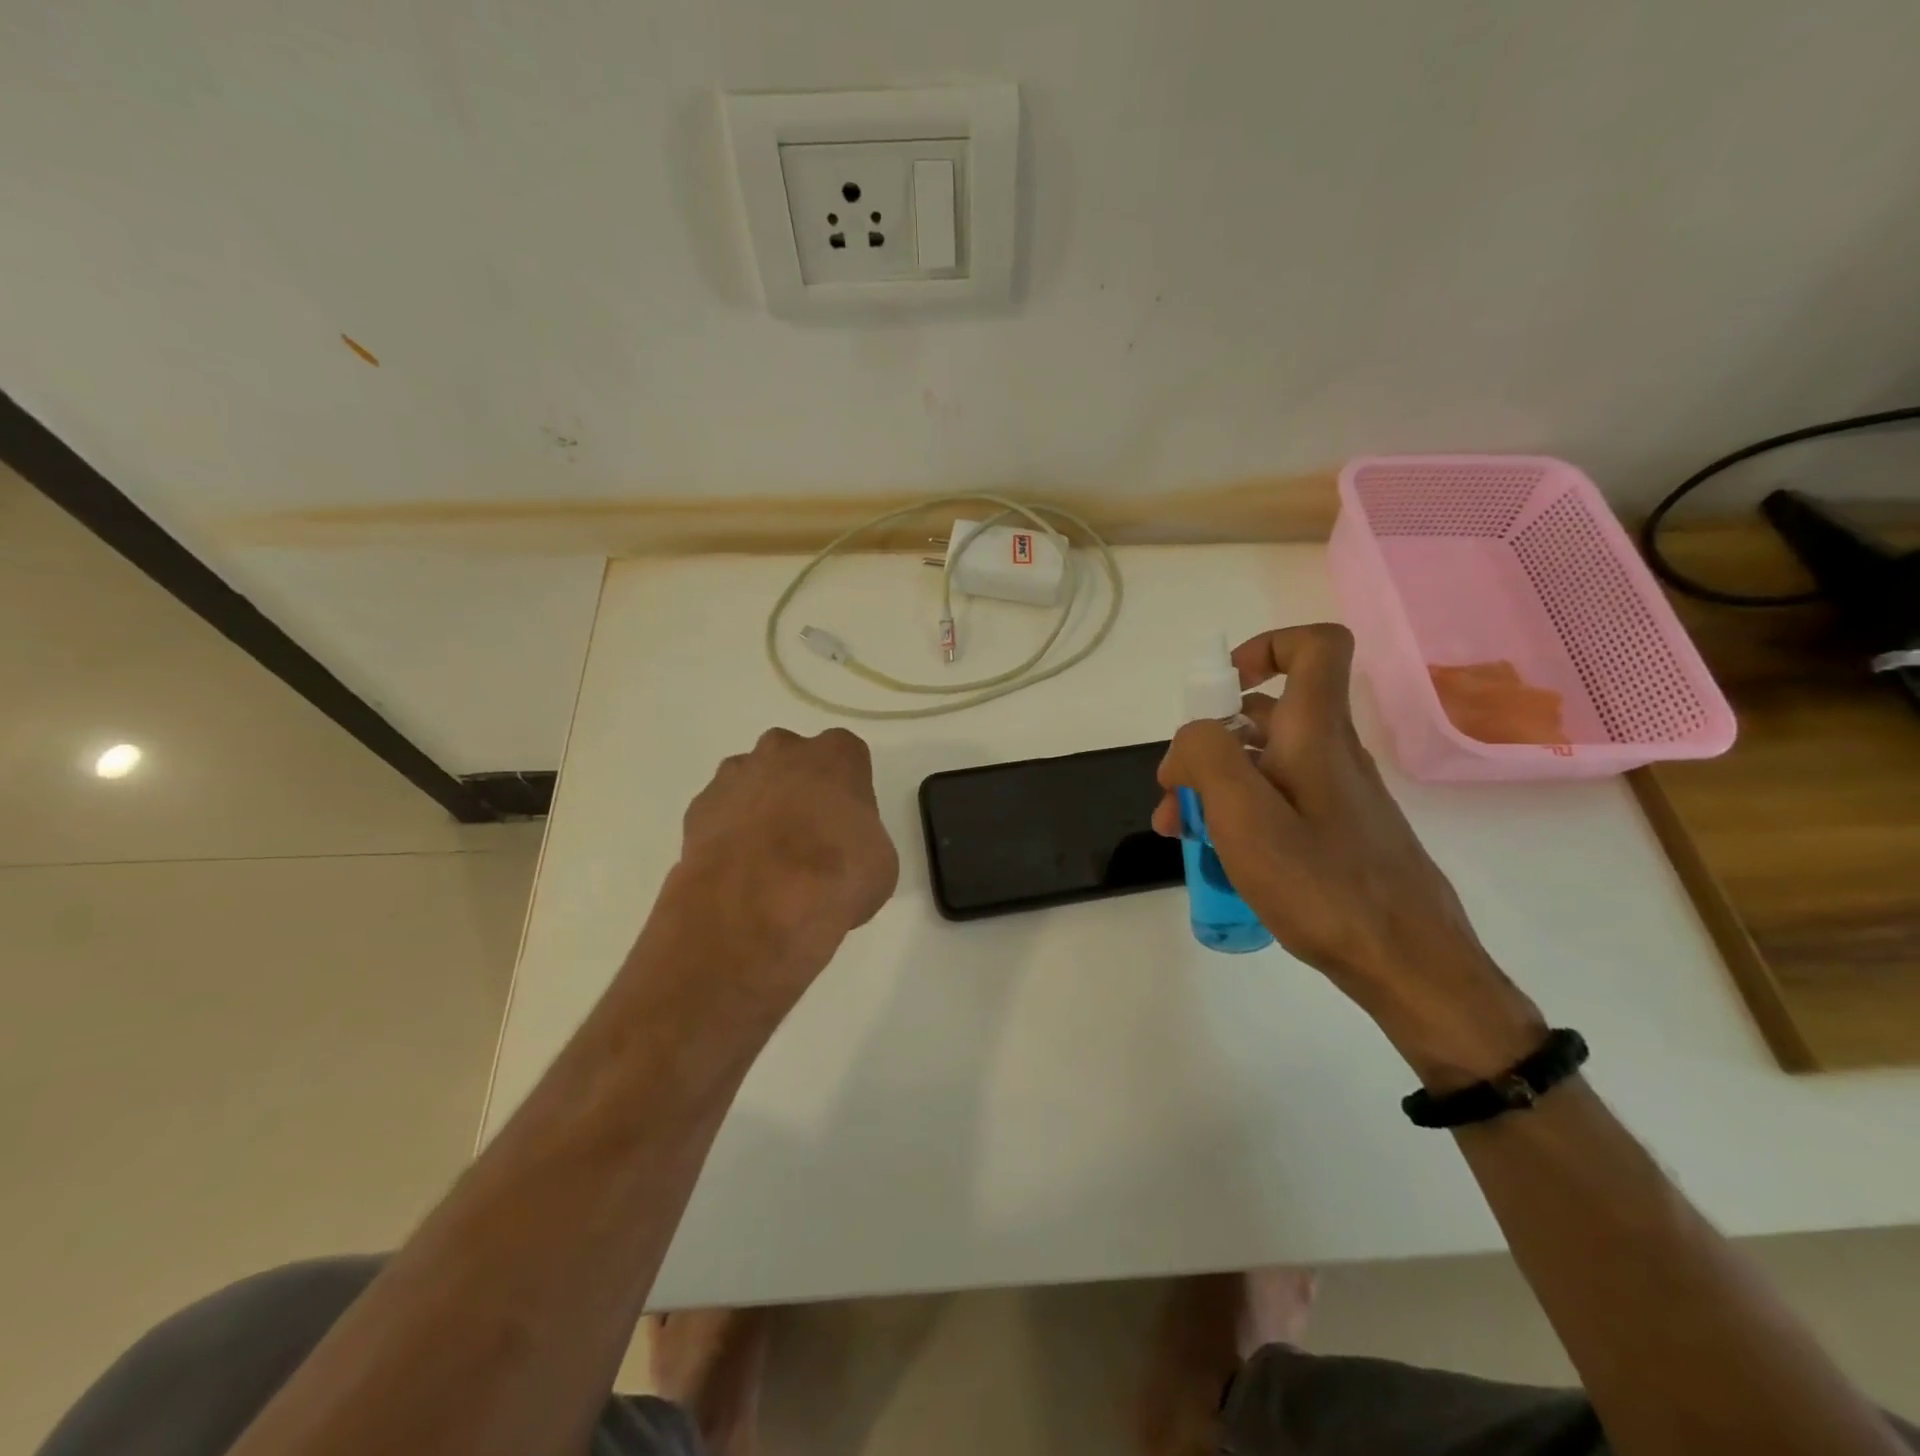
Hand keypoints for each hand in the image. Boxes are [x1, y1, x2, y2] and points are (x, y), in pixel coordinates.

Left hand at [673, 726, 898, 978]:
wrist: (757, 903)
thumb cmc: (836, 874)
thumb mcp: (880, 864)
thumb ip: (863, 841)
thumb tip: (846, 854)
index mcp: (836, 754)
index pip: (848, 757)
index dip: (848, 791)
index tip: (847, 824)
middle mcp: (783, 750)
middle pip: (794, 760)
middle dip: (799, 789)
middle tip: (808, 837)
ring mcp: (735, 775)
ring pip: (752, 782)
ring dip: (760, 809)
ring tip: (768, 861)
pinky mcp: (698, 807)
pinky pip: (721, 814)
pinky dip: (728, 835)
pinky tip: (738, 872)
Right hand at [1153, 625, 1543, 1083]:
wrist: (1407, 965)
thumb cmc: (1322, 886)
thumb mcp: (1245, 817)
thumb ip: (1207, 757)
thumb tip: (1193, 737)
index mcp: (1315, 734)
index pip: (1316, 647)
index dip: (1266, 648)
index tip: (1219, 692)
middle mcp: (1331, 752)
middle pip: (1266, 715)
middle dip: (1207, 744)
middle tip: (1172, 795)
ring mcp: (1337, 794)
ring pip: (1265, 762)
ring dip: (1215, 784)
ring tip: (1180, 833)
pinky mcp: (1339, 830)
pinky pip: (1279, 799)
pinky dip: (1241, 813)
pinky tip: (1220, 855)